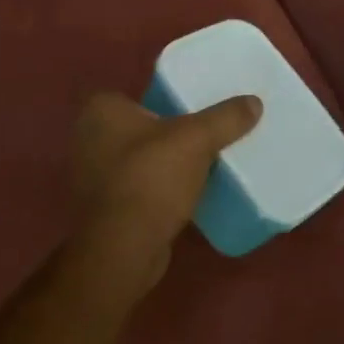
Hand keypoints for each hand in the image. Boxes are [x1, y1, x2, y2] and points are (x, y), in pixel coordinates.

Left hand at [66, 91, 261, 304]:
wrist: (123, 250)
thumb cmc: (151, 179)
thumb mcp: (197, 139)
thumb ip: (226, 117)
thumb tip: (254, 102)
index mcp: (101, 111)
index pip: (138, 94)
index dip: (166, 97)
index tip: (195, 106)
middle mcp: (88, 139)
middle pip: (142, 126)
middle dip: (170, 131)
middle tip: (205, 131)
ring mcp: (93, 177)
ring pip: (141, 158)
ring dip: (166, 162)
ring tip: (203, 161)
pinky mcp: (105, 209)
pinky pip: (140, 187)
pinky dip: (160, 189)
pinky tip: (188, 193)